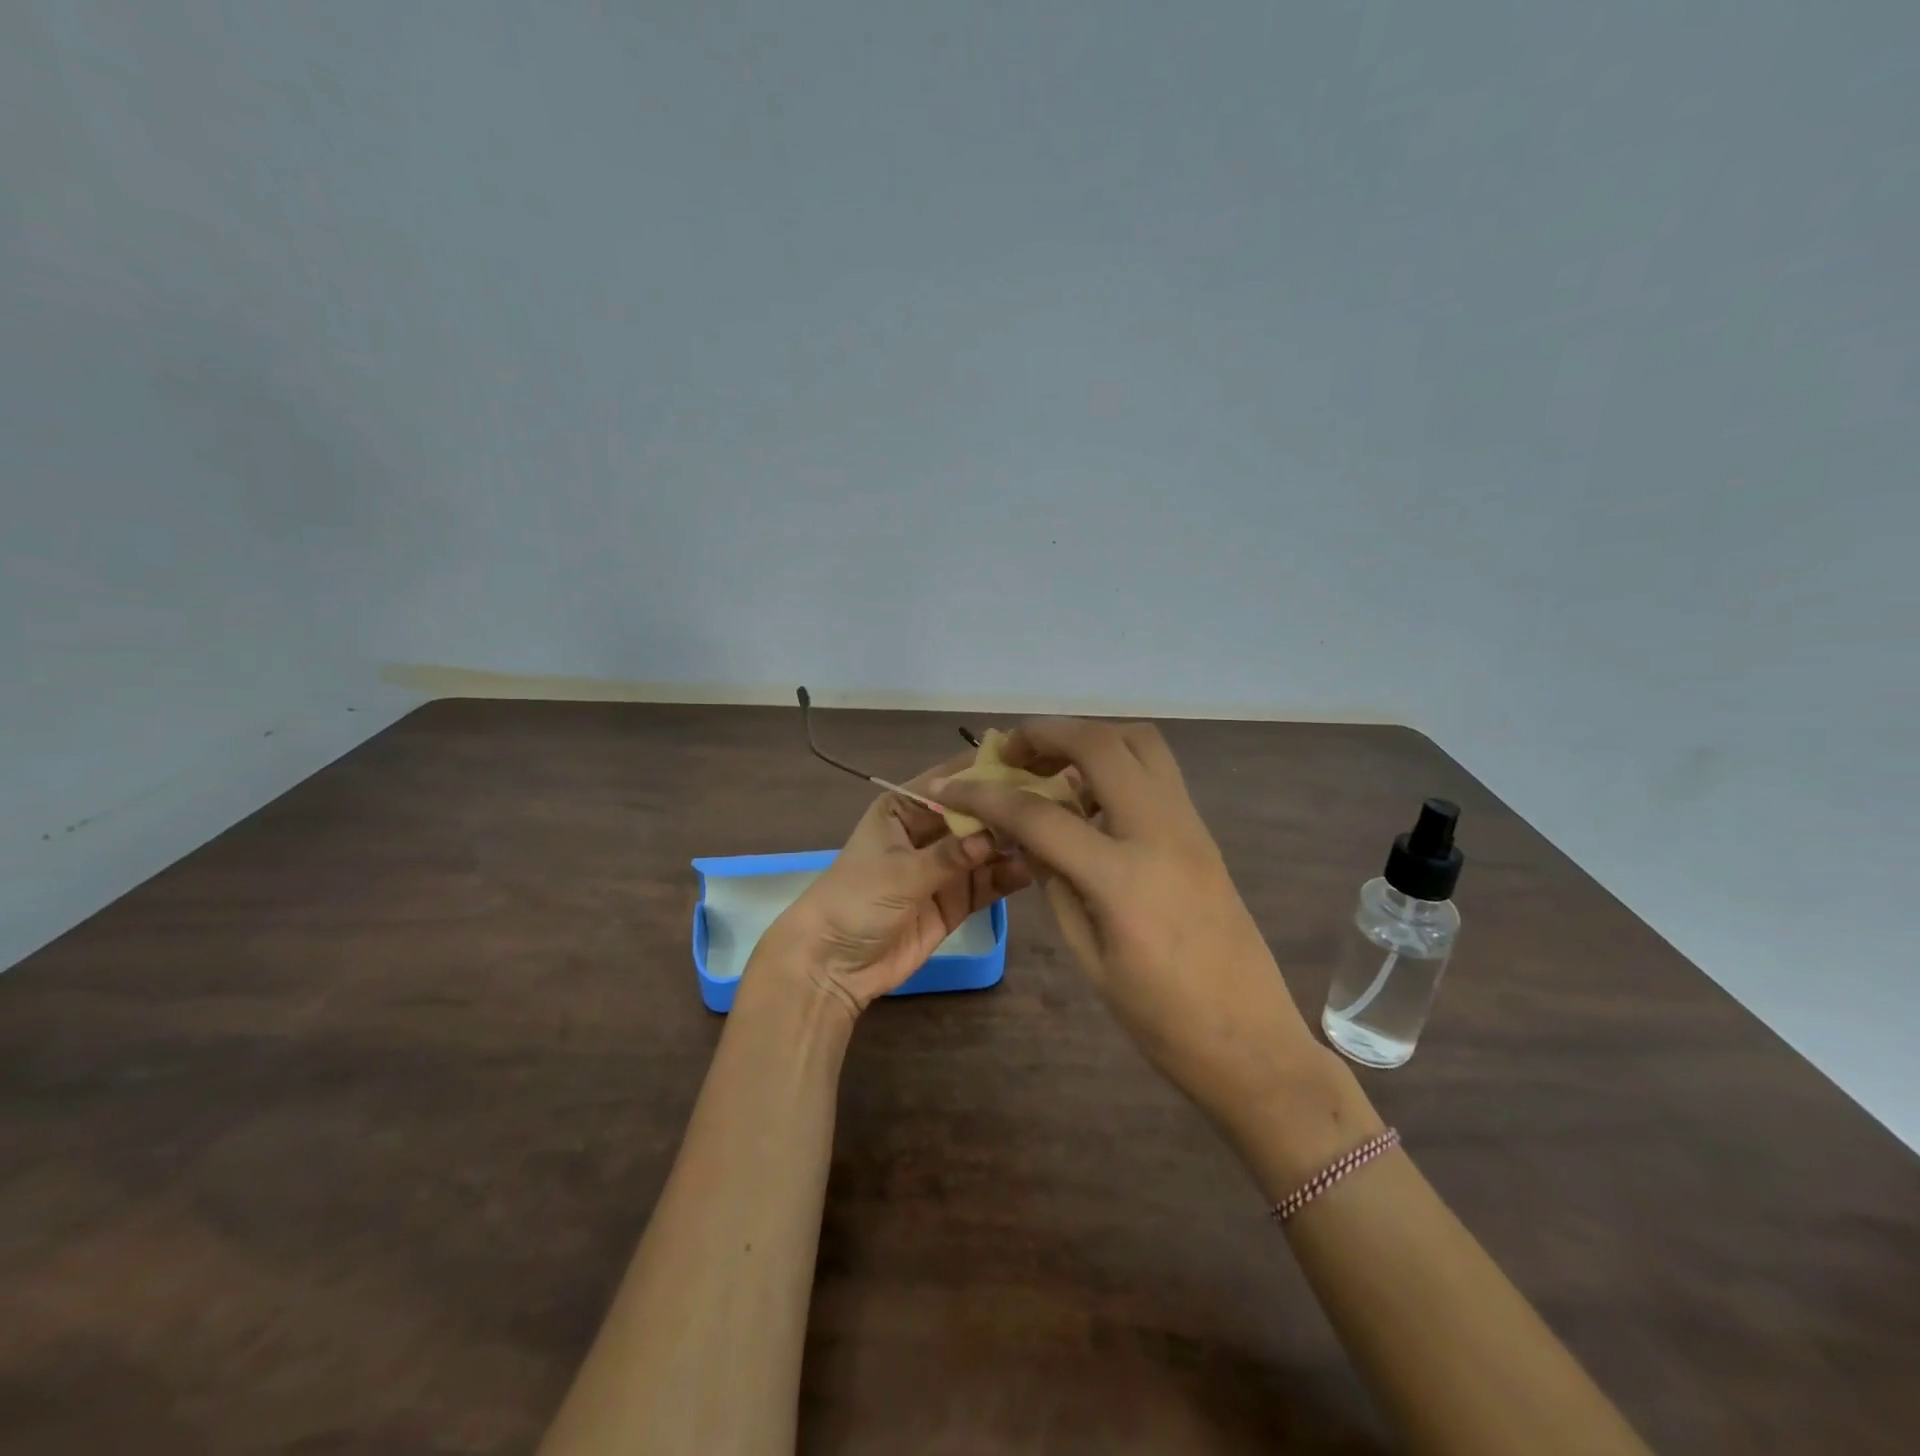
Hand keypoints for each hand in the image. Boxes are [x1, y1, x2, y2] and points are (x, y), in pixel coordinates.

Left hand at [754, 751, 1033, 1019]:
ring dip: (1012, 845)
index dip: (985, 771)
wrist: (832, 965)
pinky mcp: (955, 900)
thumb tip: (996, 834)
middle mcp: (928, 830)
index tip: (1029, 760)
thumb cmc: (856, 901)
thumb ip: (951, 855)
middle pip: (974, 814)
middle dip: (1007, 811)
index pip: (949, 781)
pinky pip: (987, 882)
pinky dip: (1007, 876)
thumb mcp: (901, 872)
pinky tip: (1031, 870)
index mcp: (904, 808)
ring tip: (1048, 838)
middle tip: (1054, 801)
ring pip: (986, 848)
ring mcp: (944, 867)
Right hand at [931, 719, 1329, 1132]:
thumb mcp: (1090, 958)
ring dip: (1088, 738)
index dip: (986, 796)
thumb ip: (1055, 884)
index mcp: (1123, 879)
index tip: (951, 786)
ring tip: (1050, 763)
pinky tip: (1089, 797)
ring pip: (1140, 743)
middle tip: (1010, 750)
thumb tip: (1026, 836)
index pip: (1039, 816)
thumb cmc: (1163, 1020)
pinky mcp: (1203, 833)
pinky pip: (1156, 773)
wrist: (1252, 1043)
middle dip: (1046, 734)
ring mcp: (1190, 827)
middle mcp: (1161, 833)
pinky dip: (1116, 763)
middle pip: (1101, 745)